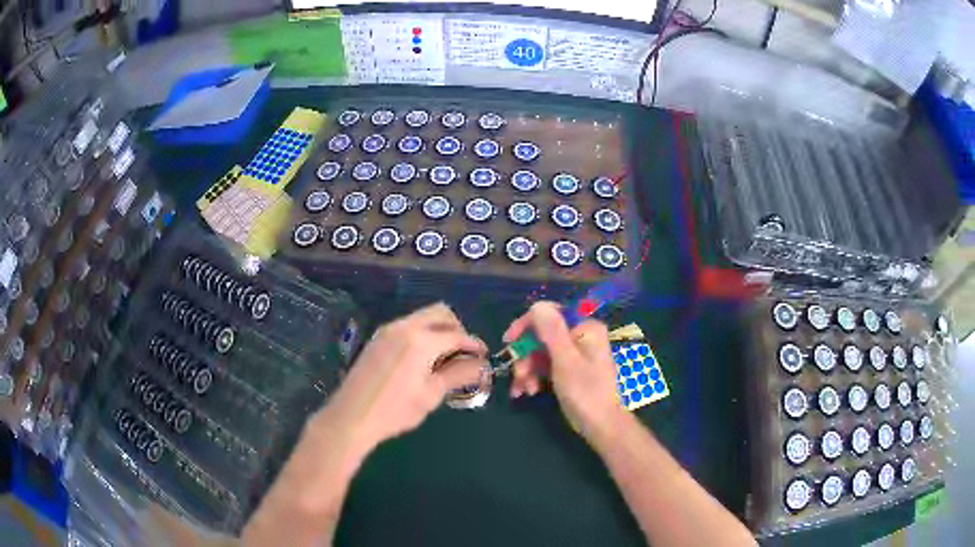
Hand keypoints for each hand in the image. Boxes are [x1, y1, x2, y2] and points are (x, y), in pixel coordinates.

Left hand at [320, 302, 487, 452]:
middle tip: (464, 353)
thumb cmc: (395, 410)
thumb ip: (459, 374)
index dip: (474, 344)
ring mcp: (388, 330)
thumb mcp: (431, 395)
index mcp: (421, 340)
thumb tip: (482, 366)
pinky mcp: (378, 338)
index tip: (484, 356)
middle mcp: (405, 327)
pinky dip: (422, 334)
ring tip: (445, 357)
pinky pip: (407, 326)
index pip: (457, 334)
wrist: (352, 417)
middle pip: (440, 313)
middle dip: (457, 329)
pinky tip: (422, 359)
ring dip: (439, 330)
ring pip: (422, 317)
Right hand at [504, 302, 626, 441]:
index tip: (509, 342)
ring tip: (522, 390)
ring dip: (527, 370)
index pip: (550, 314)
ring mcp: (575, 353)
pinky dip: (534, 377)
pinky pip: (546, 365)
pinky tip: (527, 392)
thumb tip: (537, 305)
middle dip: (526, 356)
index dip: (526, 325)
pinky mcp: (569, 369)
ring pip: (540, 353)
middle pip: (542, 336)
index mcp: (584, 328)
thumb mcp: (565, 361)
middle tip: (517, 375)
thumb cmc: (586, 392)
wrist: (600, 426)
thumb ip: (552, 332)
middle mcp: (580, 336)